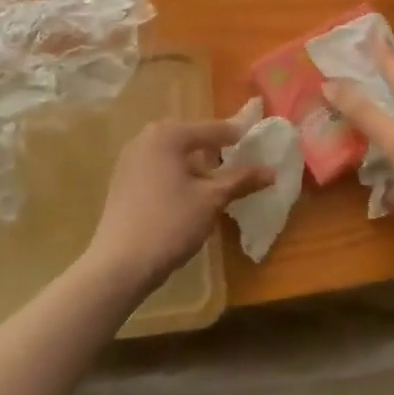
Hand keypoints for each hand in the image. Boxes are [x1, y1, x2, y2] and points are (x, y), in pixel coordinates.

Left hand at [84, 119, 273, 293]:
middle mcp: (145, 138)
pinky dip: (177, 176)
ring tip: (217, 183)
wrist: (120, 264)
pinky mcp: (122, 182)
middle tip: (240, 163)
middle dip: (216, 151)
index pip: (213, 129)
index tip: (259, 142)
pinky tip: (189, 197)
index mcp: (168, 134)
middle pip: (191, 139)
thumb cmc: (170, 223)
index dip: (238, 136)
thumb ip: (242, 180)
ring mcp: (129, 160)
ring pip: (173, 155)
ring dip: (196, 165)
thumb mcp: (212, 200)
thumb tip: (272, 171)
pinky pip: (158, 169)